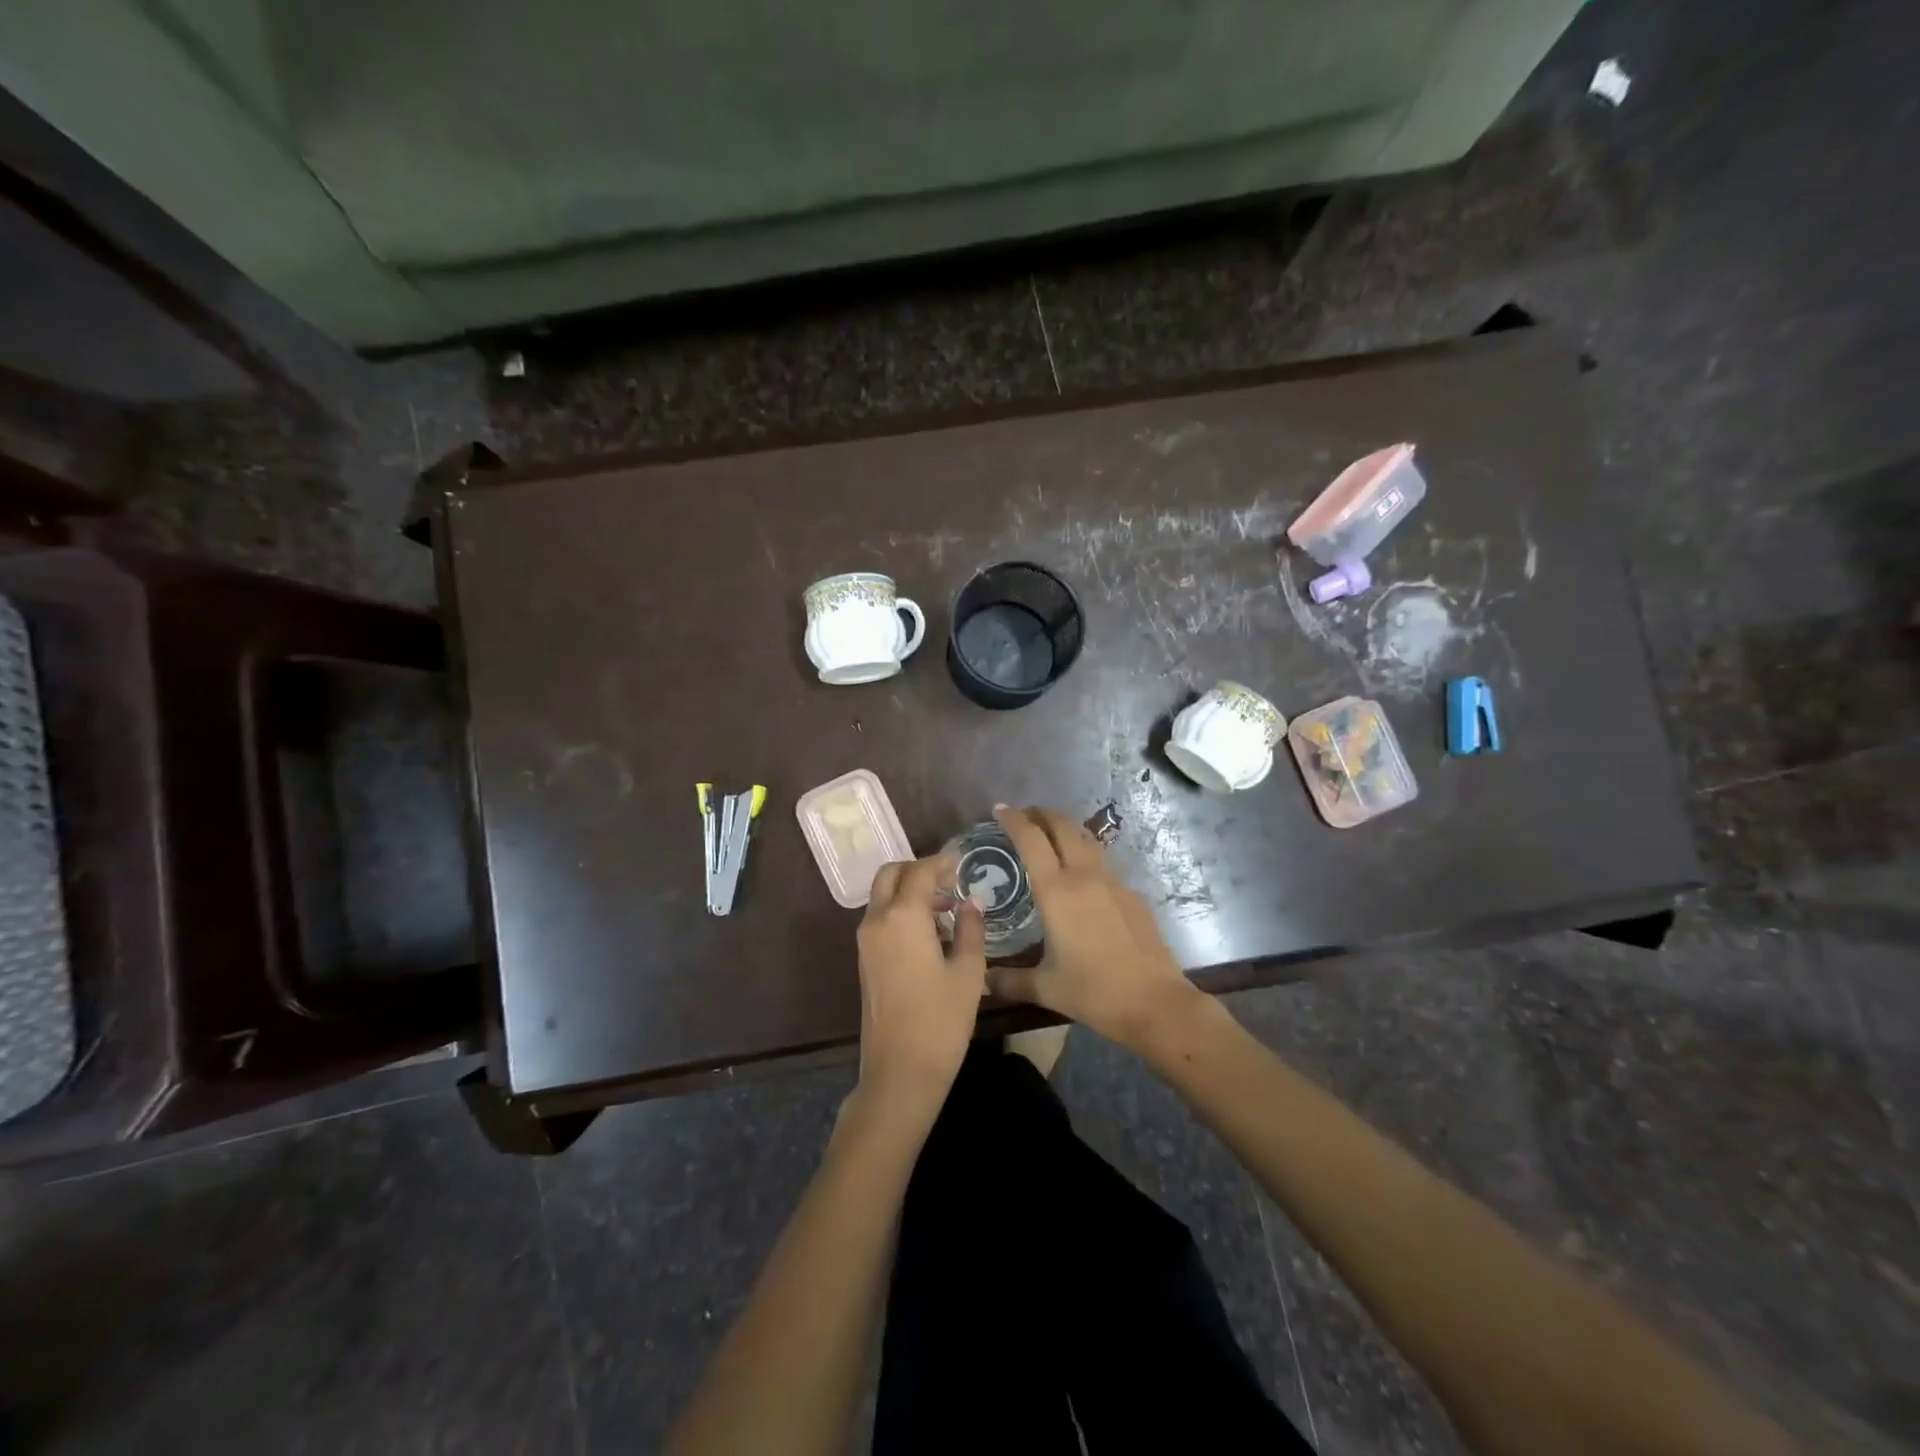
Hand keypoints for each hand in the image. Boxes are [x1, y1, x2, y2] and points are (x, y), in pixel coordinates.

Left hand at [851, 854, 986, 1129]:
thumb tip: (972, 901)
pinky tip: (931, 932)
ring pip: (883, 896)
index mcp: (903, 916)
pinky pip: (881, 918)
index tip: (962, 862)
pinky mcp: (864, 959)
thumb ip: (971, 928)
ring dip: (909, 891)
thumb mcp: (969, 972)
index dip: (942, 862)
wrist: (900, 1070)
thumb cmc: (941, 1019)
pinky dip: (901, 911)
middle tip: (950, 880)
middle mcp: (877, 920)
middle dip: (918, 870)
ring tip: (947, 908)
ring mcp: (866, 940)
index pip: (921, 871)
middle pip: (891, 875)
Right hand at [988, 805, 1198, 1048]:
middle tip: (1023, 816)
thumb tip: (982, 981)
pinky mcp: (1132, 894)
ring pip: (1086, 839)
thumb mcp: (1046, 988)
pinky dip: (1085, 854)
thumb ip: (1010, 981)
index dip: (1013, 820)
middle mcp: (1084, 876)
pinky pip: (1103, 862)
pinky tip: (1081, 876)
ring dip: (1065, 828)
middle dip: (1041, 814)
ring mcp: (1113, 882)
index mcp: (1057, 892)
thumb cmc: (1095, 993)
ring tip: (1050, 836)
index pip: (1031, 840)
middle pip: (1062, 826)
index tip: (999, 810)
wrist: (1156, 1002)